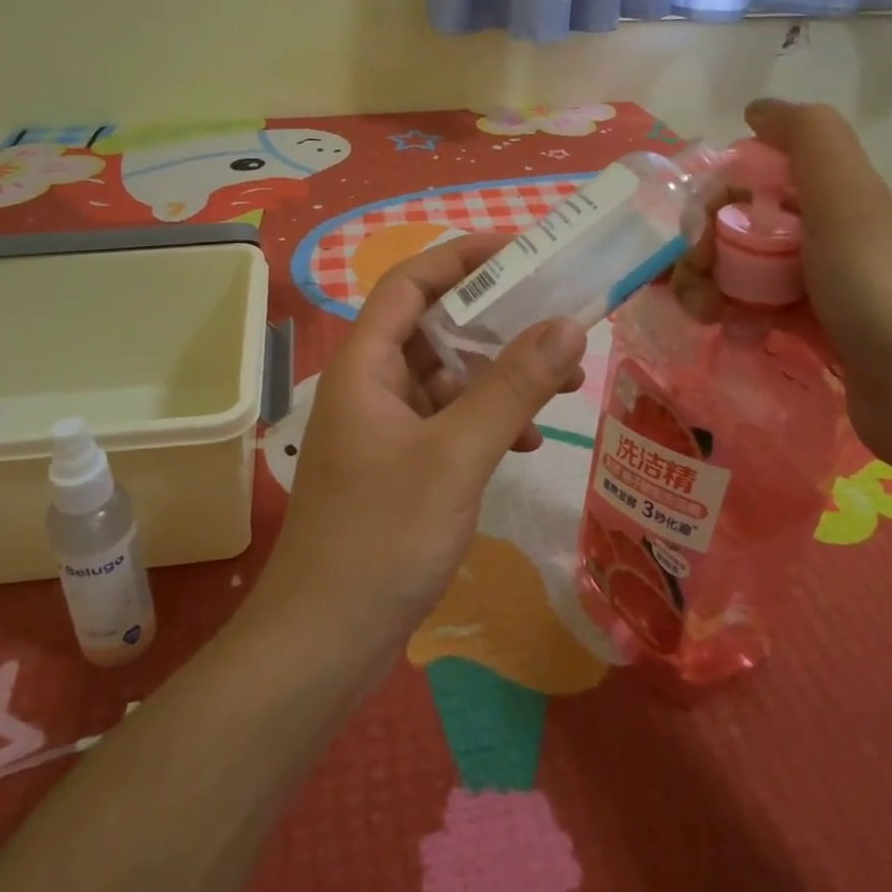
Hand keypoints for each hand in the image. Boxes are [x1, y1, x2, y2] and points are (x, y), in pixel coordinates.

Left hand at [252, 233, 587, 675]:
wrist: (323, 642)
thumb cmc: (381, 538)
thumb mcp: (455, 456)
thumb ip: (511, 388)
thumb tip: (567, 324)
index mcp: (366, 365)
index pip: (411, 283)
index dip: (462, 256)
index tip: (521, 249)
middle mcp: (370, 385)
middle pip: (435, 327)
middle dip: (498, 322)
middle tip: (559, 321)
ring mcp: (383, 428)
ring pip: (447, 379)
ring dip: (500, 376)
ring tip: (562, 383)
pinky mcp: (397, 467)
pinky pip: (448, 423)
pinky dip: (486, 423)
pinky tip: (526, 443)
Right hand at [672, 99, 891, 476]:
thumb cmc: (875, 288)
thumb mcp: (847, 199)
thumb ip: (808, 140)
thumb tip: (757, 108)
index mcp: (833, 199)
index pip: (751, 183)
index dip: (714, 202)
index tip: (697, 236)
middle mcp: (825, 236)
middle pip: (738, 229)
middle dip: (702, 250)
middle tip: (693, 281)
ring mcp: (818, 286)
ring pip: (741, 271)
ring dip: (708, 286)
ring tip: (703, 315)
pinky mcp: (811, 331)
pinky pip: (754, 310)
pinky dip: (734, 317)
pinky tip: (732, 333)